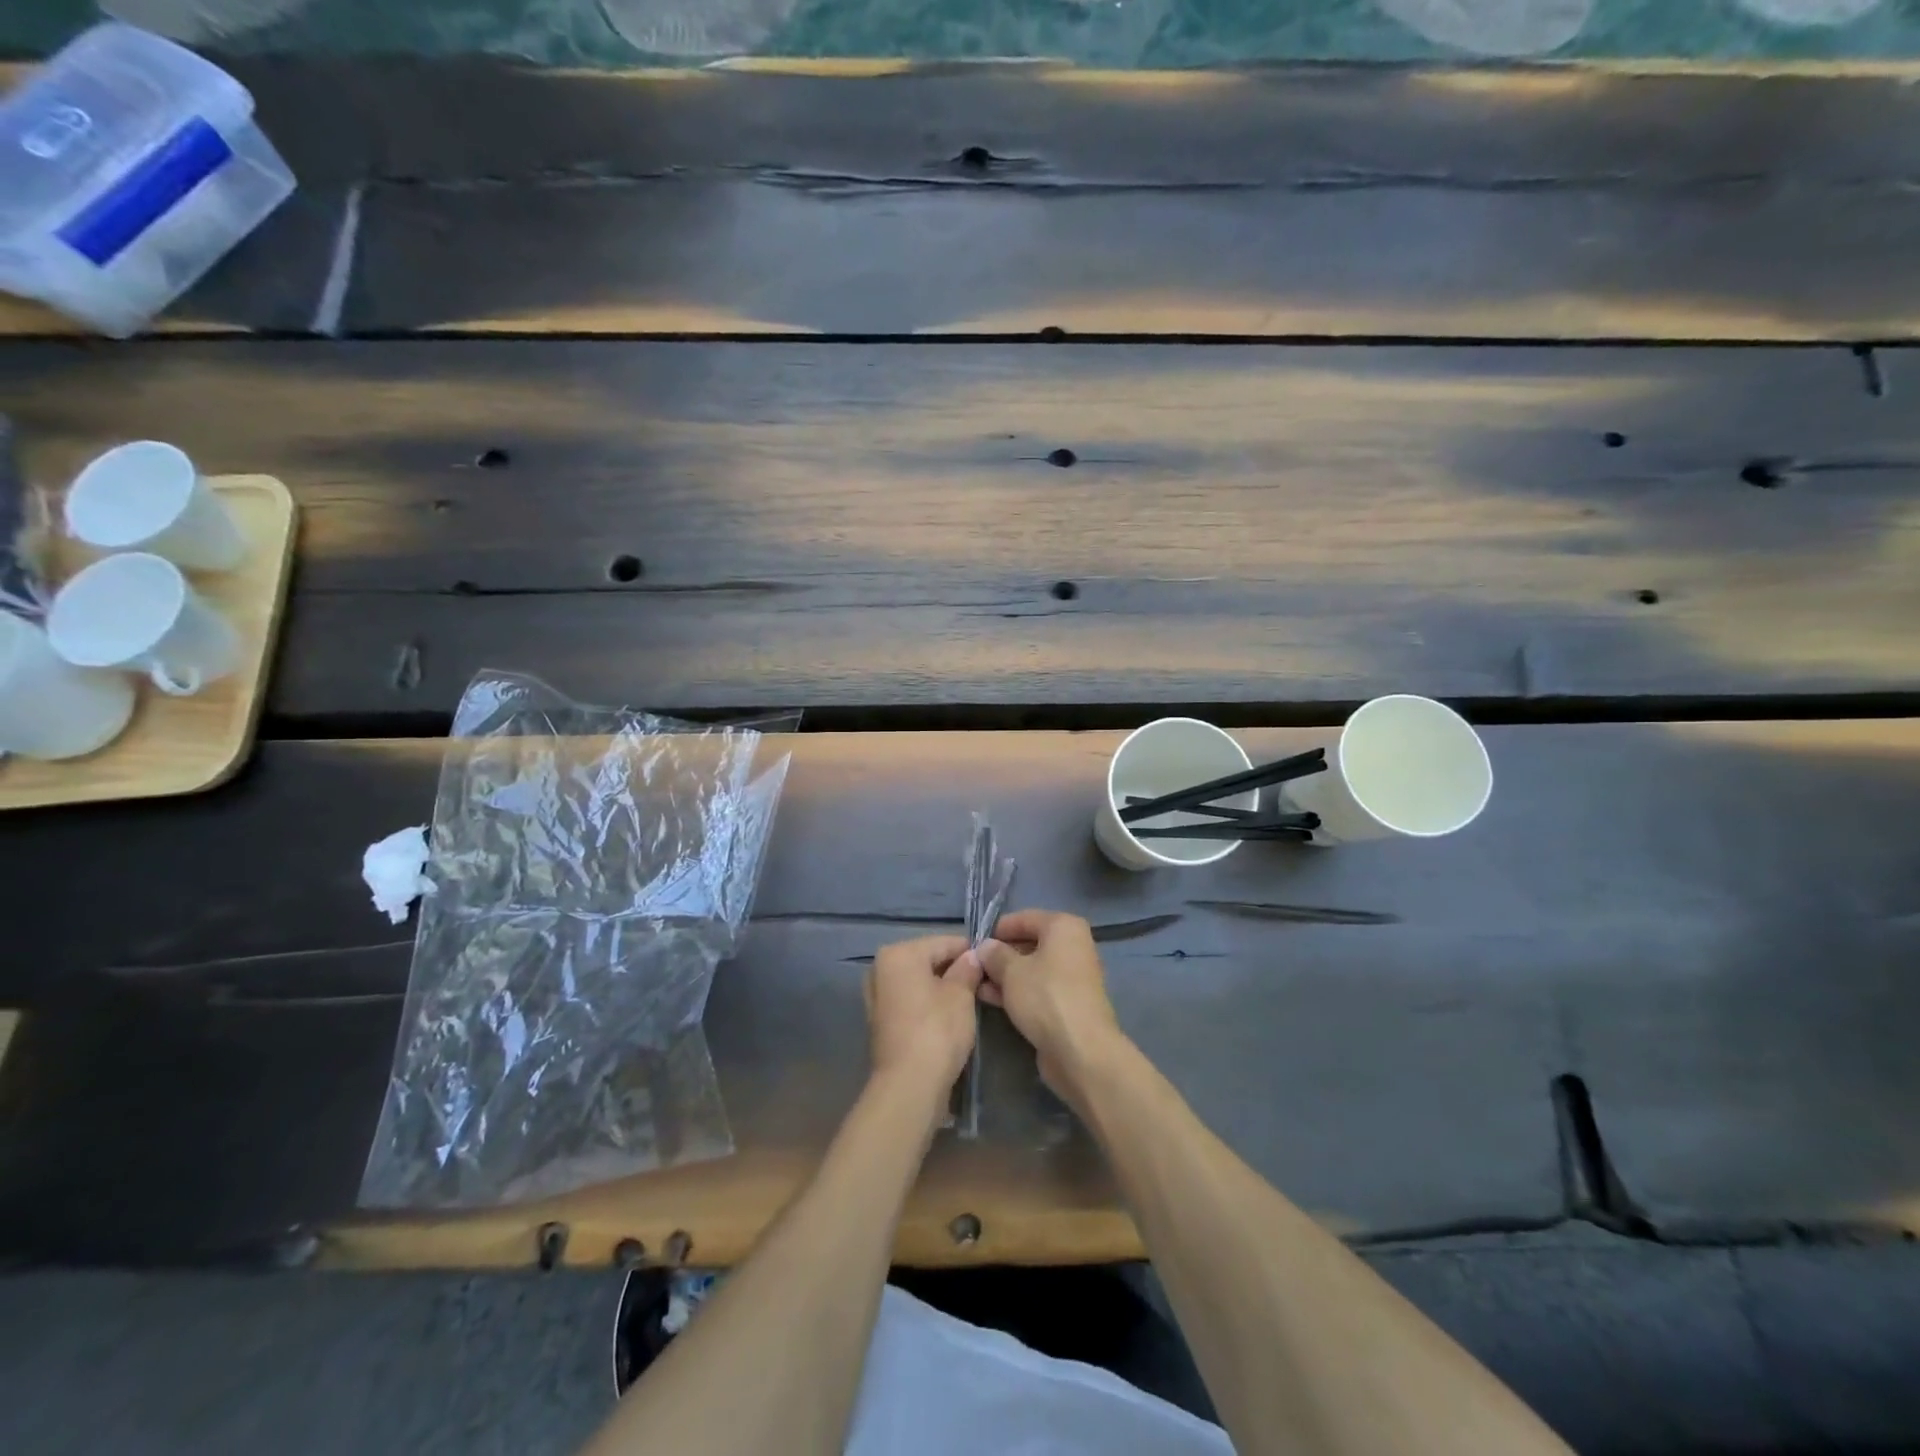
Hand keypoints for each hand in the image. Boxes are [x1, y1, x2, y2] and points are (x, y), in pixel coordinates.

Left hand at [865, 934, 983, 1094]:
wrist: (909, 1086)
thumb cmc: (937, 1031)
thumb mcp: (961, 995)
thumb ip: (967, 969)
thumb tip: (973, 957)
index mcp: (898, 954)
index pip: (943, 943)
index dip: (970, 951)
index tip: (992, 962)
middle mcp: (881, 969)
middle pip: (928, 961)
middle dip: (954, 970)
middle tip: (983, 983)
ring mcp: (877, 997)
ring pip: (918, 983)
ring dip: (941, 988)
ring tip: (969, 1001)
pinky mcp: (881, 1022)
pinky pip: (910, 1002)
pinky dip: (928, 1005)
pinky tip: (949, 1017)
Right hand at [975, 909, 1127, 1109]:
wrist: (1081, 1050)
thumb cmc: (1045, 997)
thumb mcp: (1011, 971)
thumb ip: (995, 954)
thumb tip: (985, 947)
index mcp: (1064, 927)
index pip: (1025, 918)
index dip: (998, 929)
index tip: (974, 942)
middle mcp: (1072, 946)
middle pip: (1029, 943)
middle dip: (1000, 955)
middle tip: (972, 966)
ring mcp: (1072, 977)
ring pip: (1032, 969)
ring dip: (1005, 976)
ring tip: (975, 984)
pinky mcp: (1068, 1003)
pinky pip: (1038, 989)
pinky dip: (1017, 991)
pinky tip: (991, 999)